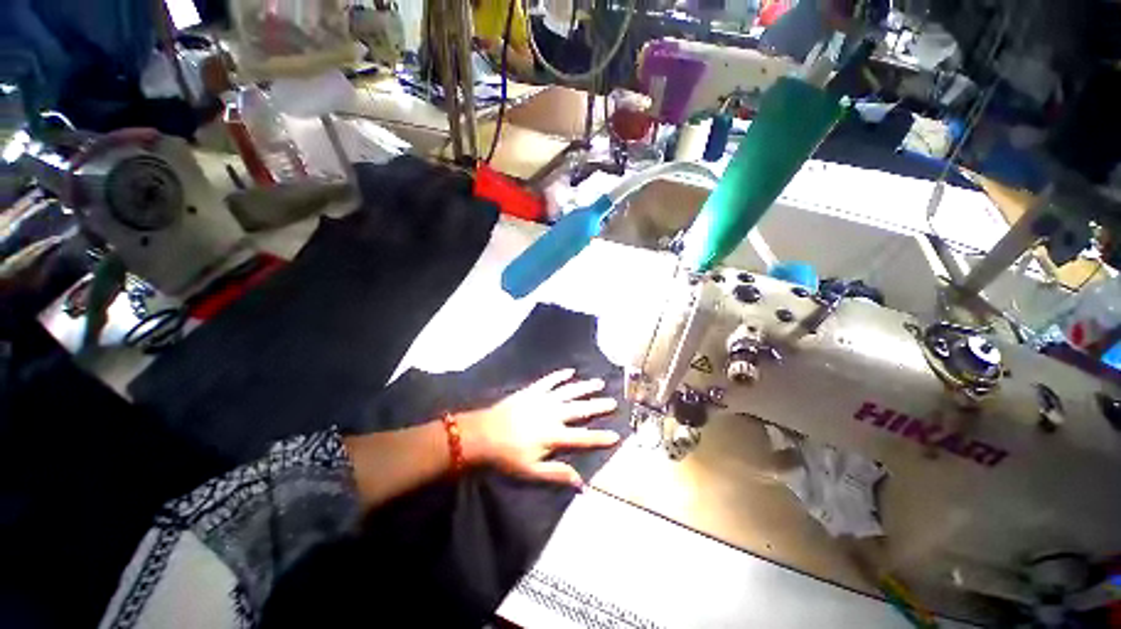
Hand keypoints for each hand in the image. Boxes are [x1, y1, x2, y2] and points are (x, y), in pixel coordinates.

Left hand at [459, 368, 619, 486]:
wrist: (482, 434)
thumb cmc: (507, 456)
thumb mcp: (531, 472)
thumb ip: (557, 474)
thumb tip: (581, 483)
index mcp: (554, 435)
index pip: (583, 437)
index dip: (601, 437)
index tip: (616, 435)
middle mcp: (553, 414)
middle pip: (580, 409)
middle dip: (598, 406)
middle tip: (613, 401)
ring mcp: (543, 399)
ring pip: (569, 391)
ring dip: (585, 387)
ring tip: (599, 382)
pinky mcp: (532, 391)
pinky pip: (549, 381)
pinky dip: (560, 375)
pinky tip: (570, 371)